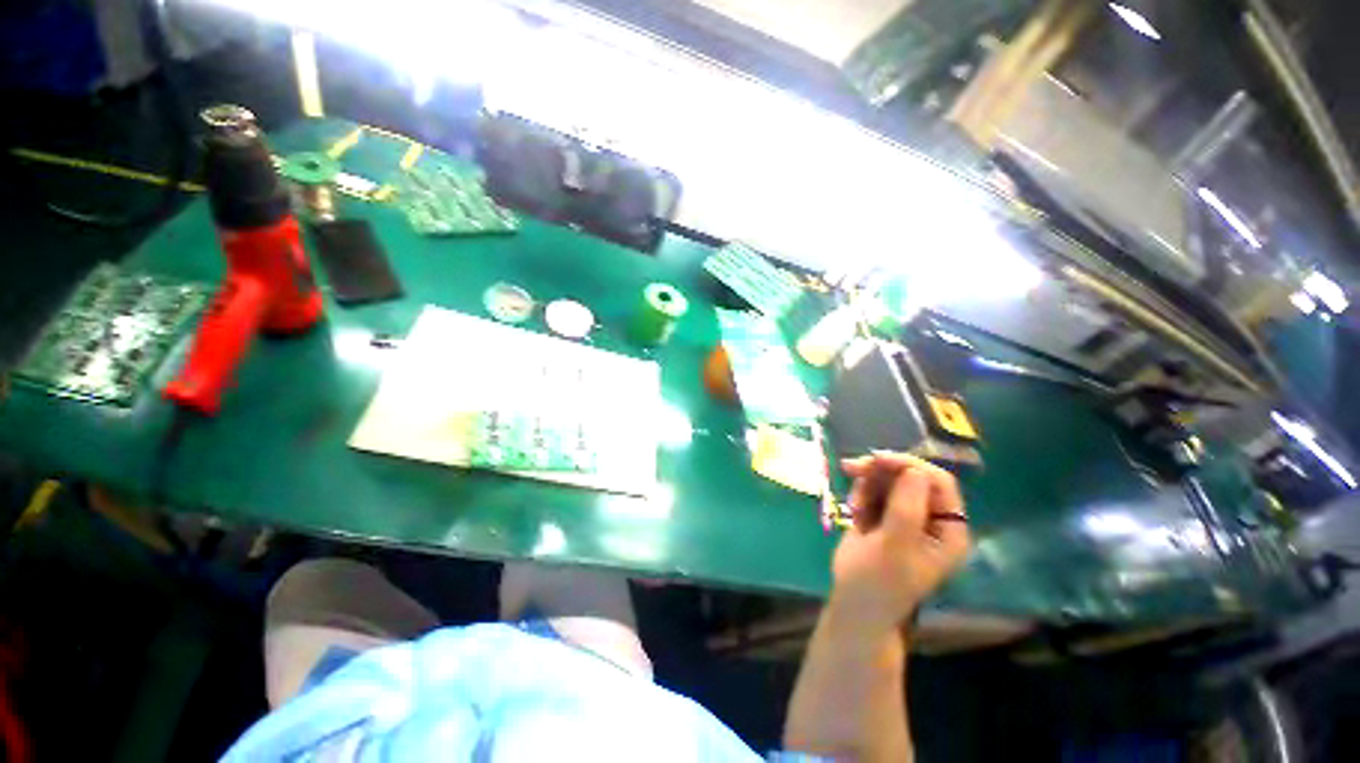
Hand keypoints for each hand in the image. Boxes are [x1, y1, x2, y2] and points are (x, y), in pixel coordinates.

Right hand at [829, 452, 970, 634]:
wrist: (854, 602)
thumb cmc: (879, 581)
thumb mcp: (894, 547)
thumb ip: (906, 509)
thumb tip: (913, 469)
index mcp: (948, 529)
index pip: (938, 482)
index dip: (909, 466)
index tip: (877, 460)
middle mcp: (931, 518)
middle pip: (910, 475)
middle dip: (881, 471)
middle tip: (851, 468)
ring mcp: (906, 515)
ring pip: (889, 479)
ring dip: (867, 485)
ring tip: (855, 508)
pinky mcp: (884, 514)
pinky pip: (873, 488)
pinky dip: (860, 493)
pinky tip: (854, 512)